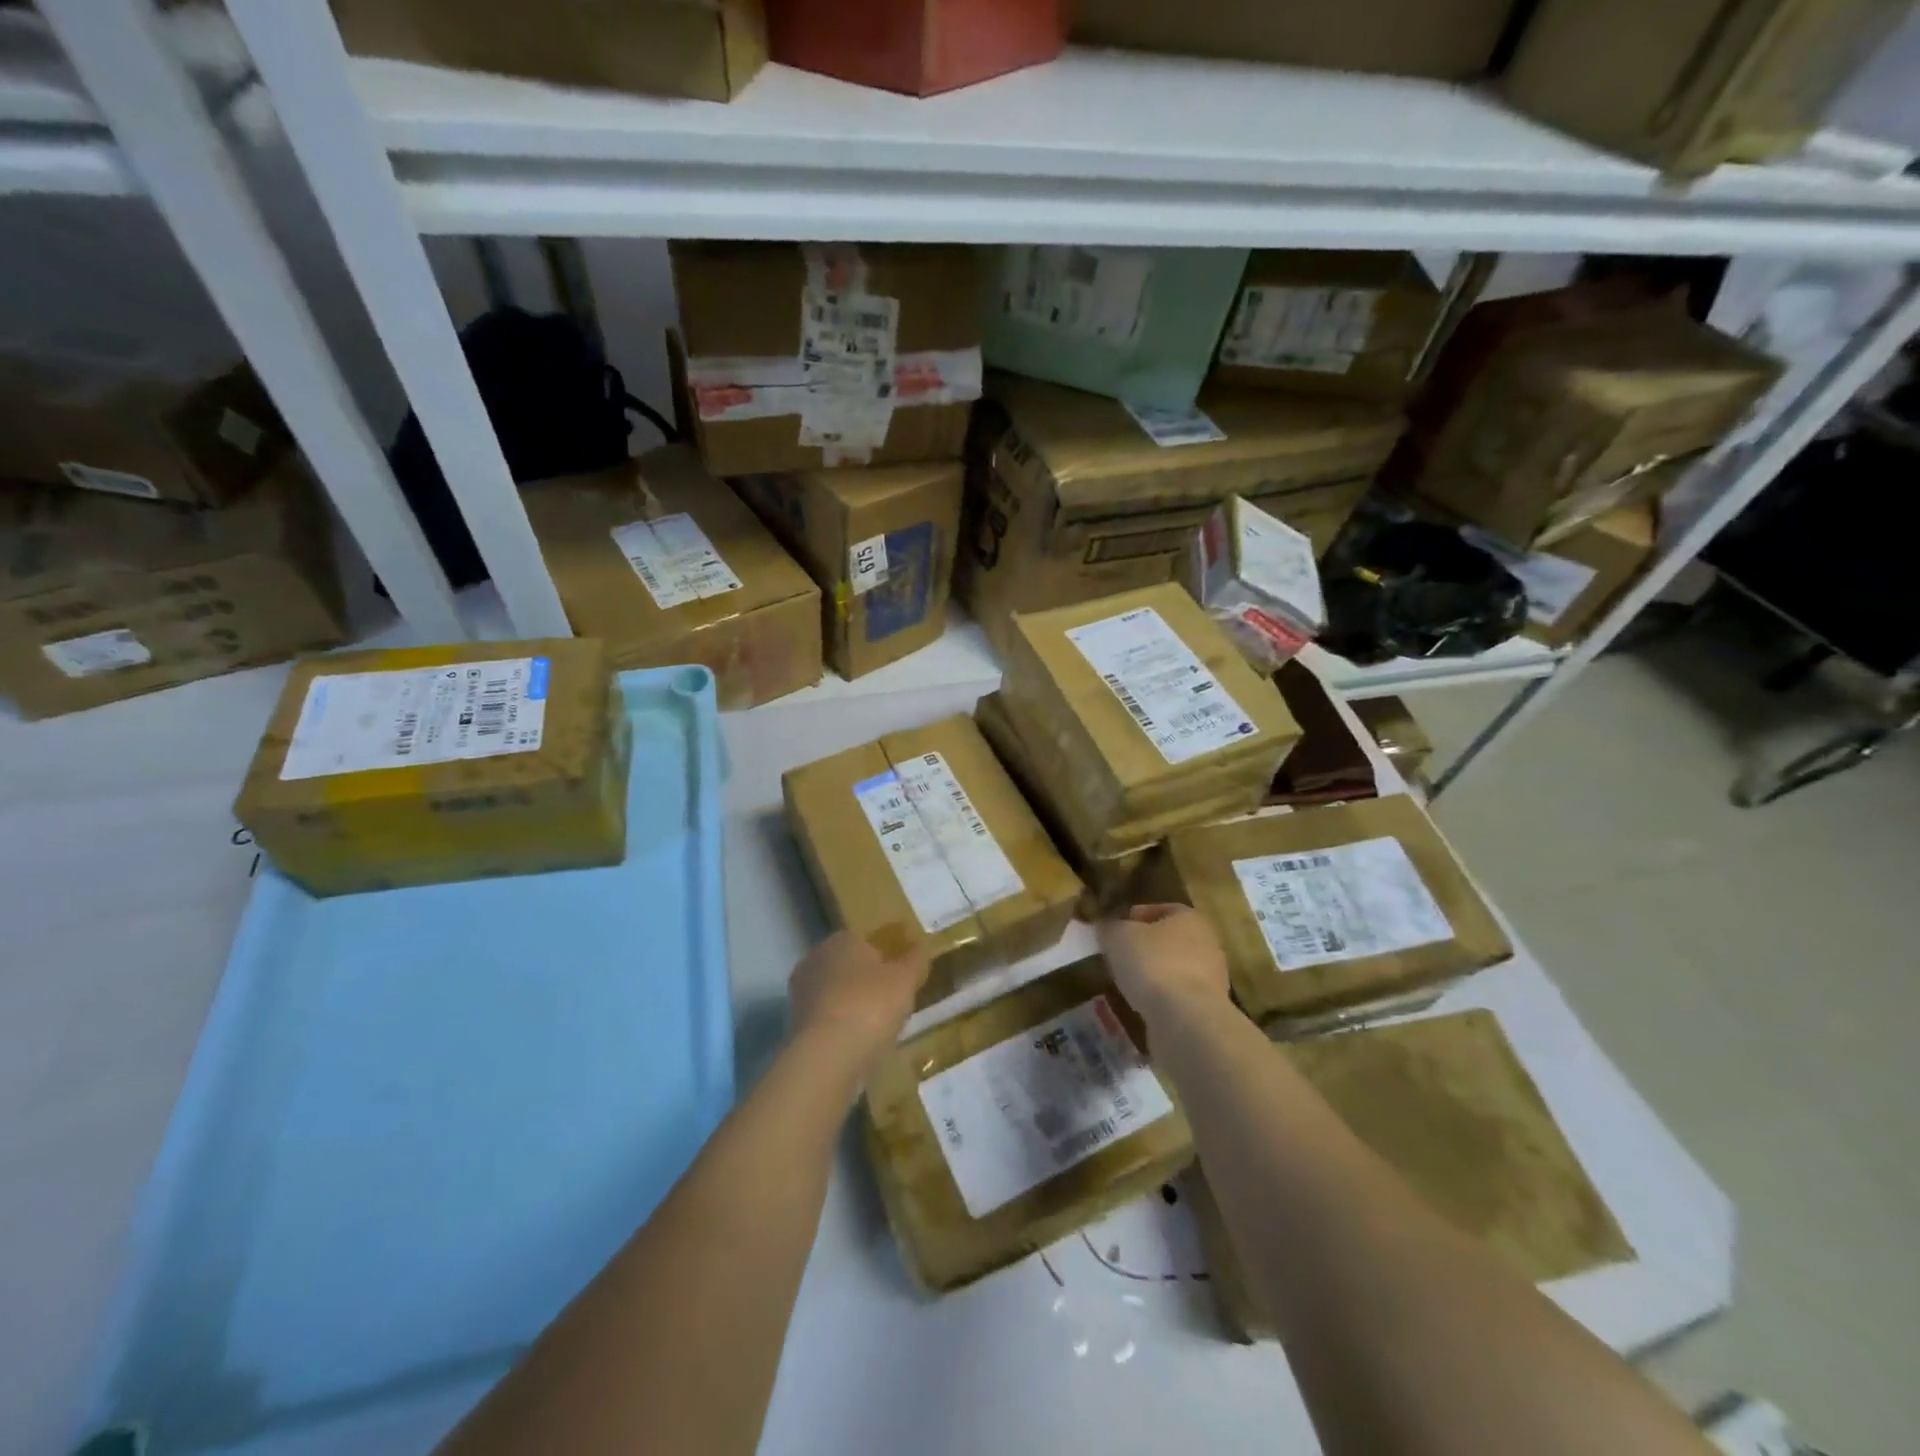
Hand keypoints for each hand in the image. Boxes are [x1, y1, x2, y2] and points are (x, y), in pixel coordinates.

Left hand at [788, 926, 929, 1071]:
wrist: (827, 1056)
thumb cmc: (870, 1005)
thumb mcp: (905, 980)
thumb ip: (915, 959)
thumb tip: (920, 944)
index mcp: (841, 940)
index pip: (864, 941)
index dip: (884, 959)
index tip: (899, 980)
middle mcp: (815, 959)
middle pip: (847, 968)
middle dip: (865, 983)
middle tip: (890, 1004)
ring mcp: (801, 993)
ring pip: (835, 995)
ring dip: (852, 1008)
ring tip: (876, 1030)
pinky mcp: (794, 1024)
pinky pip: (826, 1021)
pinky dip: (840, 1030)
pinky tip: (856, 1046)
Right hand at [1097, 904, 1231, 1026]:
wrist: (1186, 1020)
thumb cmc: (1152, 964)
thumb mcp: (1117, 936)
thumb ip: (1108, 925)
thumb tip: (1104, 923)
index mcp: (1189, 918)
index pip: (1158, 909)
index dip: (1132, 916)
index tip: (1112, 930)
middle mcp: (1206, 944)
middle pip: (1167, 940)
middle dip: (1142, 947)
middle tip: (1116, 956)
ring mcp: (1210, 979)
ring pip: (1172, 969)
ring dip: (1151, 975)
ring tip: (1124, 983)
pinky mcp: (1205, 1009)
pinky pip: (1176, 996)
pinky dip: (1159, 999)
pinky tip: (1140, 1005)